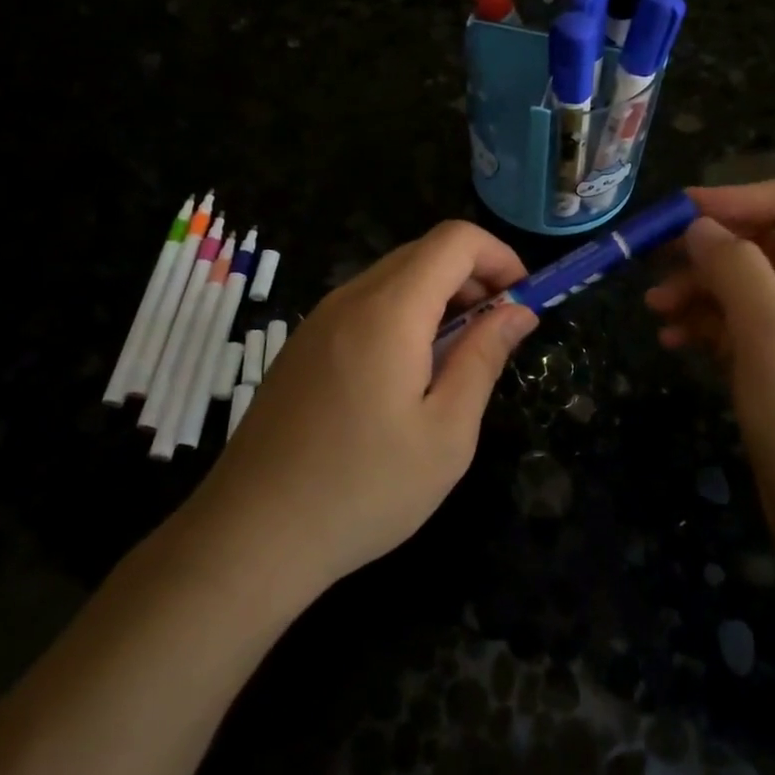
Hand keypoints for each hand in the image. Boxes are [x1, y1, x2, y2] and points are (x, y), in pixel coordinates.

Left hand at [190, 221, 536, 597]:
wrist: (251, 535)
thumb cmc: (364, 488)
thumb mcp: (446, 431)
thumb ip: (484, 358)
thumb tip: (518, 312)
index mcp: (389, 311)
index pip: (455, 240)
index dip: (499, 256)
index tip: (523, 300)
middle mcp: (350, 299)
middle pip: (424, 253)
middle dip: (474, 278)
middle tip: (498, 333)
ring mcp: (319, 320)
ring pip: (394, 279)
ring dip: (439, 299)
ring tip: (458, 360)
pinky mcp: (303, 346)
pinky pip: (366, 306)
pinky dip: (404, 316)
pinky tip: (409, 376)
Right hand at [645, 178, 774, 564]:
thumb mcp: (774, 333)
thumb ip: (737, 269)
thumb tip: (698, 227)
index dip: (740, 198)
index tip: (684, 216)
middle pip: (758, 240)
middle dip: (706, 246)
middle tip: (654, 263)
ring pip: (738, 282)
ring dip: (695, 286)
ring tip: (655, 309)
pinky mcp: (771, 364)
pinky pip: (730, 323)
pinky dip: (700, 322)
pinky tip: (671, 339)